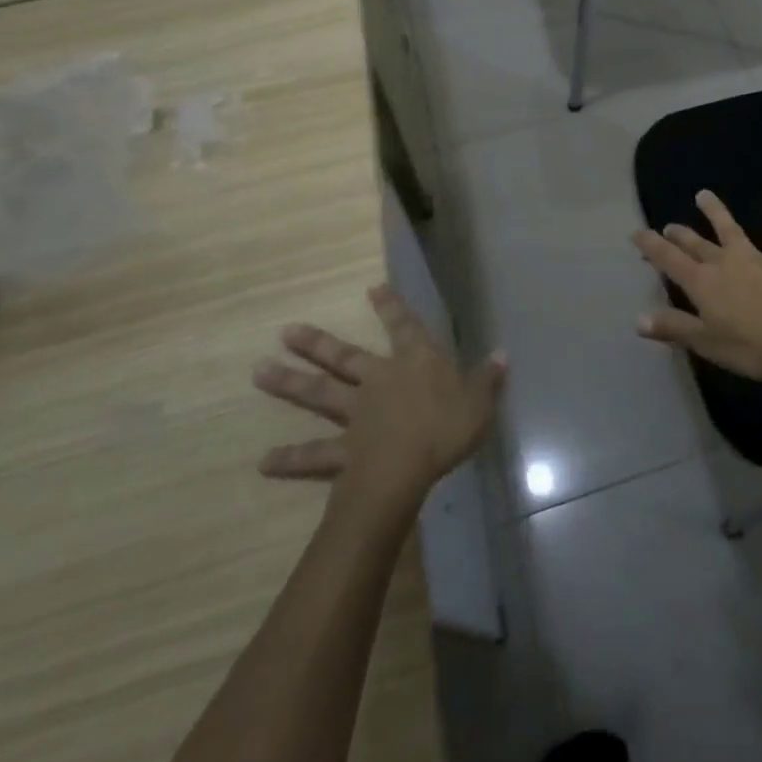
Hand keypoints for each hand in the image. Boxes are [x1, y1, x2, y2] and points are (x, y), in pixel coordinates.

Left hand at [253, 284, 505, 511]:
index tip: (372, 289)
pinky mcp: (342, 451)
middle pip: (343, 357)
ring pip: (319, 395)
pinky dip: (290, 459)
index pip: (404, 326)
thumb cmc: (446, 430)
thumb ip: (488, 379)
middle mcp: (379, 380)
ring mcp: (355, 414)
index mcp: (414, 362)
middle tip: (285, 332)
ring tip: (258, 373)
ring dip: (289, 384)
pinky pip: (314, 455)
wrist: (404, 471)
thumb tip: (502, 354)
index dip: (391, 307)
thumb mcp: (479, 403)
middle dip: (316, 344)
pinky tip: (264, 462)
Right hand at [632, 189, 761, 381]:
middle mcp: (723, 262)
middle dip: (679, 235)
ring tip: (704, 195)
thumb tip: (638, 318)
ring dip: (716, 211)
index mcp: (702, 283)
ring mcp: (755, 256)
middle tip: (669, 226)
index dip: (650, 246)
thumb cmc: (755, 345)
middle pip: (695, 244)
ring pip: (730, 229)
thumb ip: (674, 328)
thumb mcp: (708, 343)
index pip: (668, 260)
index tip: (636, 232)